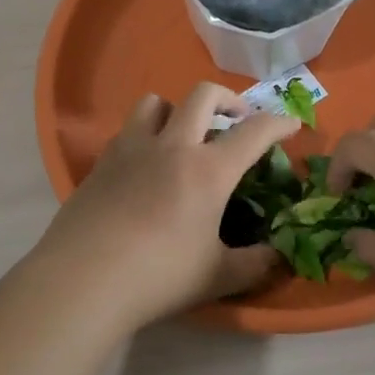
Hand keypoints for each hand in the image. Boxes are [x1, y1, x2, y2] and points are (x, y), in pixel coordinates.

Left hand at [34, 84, 299, 328]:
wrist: (83, 279)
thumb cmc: (159, 276)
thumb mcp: (217, 276)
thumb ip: (255, 265)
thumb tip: (279, 257)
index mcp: (208, 170)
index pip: (253, 132)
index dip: (278, 123)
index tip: (291, 125)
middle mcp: (172, 147)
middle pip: (202, 95)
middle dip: (228, 99)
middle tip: (236, 119)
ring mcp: (131, 150)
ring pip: (155, 102)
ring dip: (177, 109)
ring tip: (184, 134)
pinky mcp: (101, 163)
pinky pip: (128, 131)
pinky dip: (145, 135)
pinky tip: (145, 166)